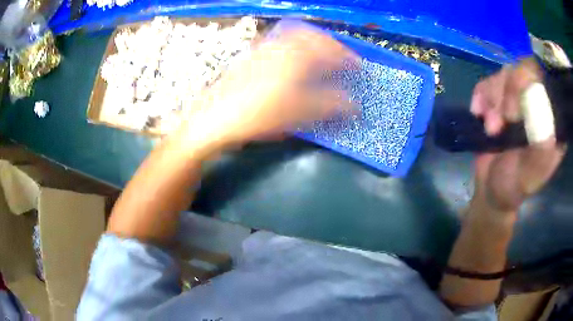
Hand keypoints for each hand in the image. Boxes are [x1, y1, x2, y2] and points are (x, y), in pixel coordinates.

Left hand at [183, 27, 358, 144]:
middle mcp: (281, 45)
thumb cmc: (259, 114)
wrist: (216, 117)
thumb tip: (355, 105)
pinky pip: (279, 42)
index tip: (357, 66)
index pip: (330, 49)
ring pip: (295, 36)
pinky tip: (293, 60)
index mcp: (297, 56)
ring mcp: (264, 48)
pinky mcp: (252, 55)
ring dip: (312, 43)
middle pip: (313, 35)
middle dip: (330, 45)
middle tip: (340, 58)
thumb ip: (330, 105)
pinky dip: (294, 46)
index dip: (347, 57)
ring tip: (320, 57)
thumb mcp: (299, 113)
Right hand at [470, 58, 565, 213]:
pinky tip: (479, 114)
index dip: (528, 84)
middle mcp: (539, 104)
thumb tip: (546, 125)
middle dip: (507, 93)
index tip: (512, 113)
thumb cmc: (512, 186)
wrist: (489, 188)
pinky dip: (481, 95)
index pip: (546, 82)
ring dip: (493, 99)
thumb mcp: (528, 177)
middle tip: (497, 123)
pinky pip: (489, 81)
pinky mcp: (502, 97)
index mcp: (553, 122)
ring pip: (506, 73)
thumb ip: (540, 153)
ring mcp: (520, 98)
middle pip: (524, 70)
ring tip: (489, 129)